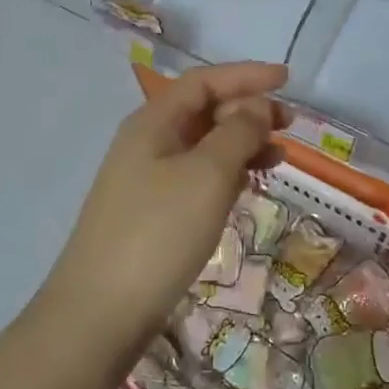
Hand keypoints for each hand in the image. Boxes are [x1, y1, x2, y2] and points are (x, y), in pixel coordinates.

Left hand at [45, 62, 288, 357]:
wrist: (99, 313)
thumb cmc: (158, 233)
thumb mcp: (207, 175)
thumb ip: (238, 132)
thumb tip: (257, 106)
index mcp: (154, 122)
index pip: (204, 81)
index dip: (246, 75)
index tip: (287, 79)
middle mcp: (147, 142)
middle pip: (203, 110)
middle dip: (248, 110)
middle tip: (289, 124)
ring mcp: (146, 179)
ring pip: (203, 146)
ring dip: (241, 143)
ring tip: (279, 157)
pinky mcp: (152, 213)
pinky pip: (197, 177)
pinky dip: (227, 174)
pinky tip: (247, 187)